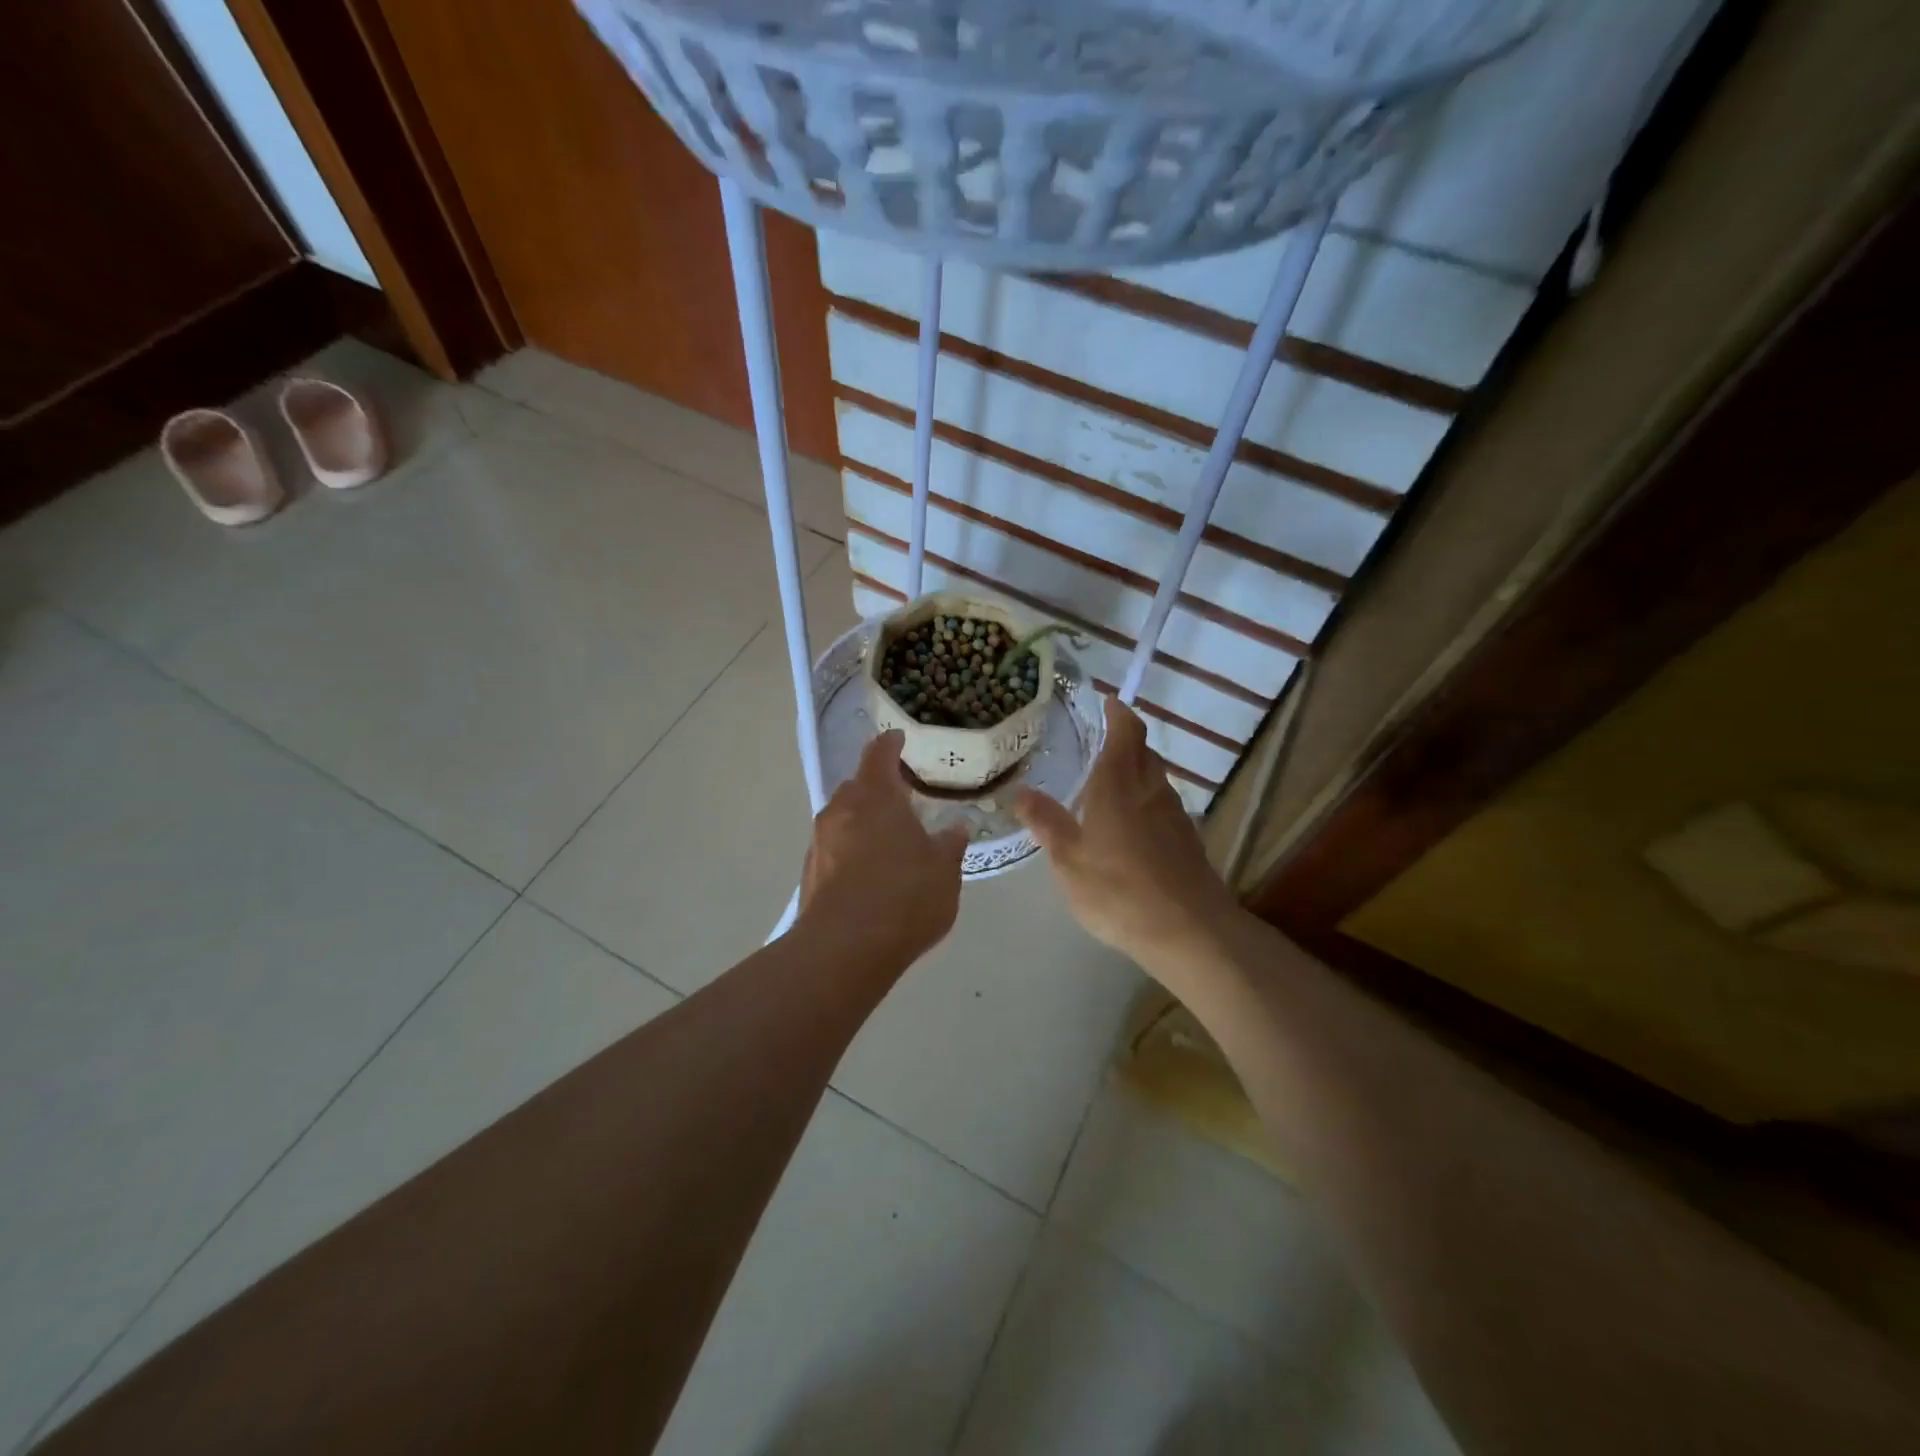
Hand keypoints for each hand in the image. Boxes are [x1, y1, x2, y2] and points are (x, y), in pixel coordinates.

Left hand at [799, 730, 968, 965]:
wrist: (844, 950)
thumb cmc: (904, 896)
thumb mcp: (944, 870)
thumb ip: (950, 844)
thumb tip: (956, 827)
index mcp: (875, 796)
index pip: (879, 754)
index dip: (890, 744)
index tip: (899, 739)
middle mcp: (841, 810)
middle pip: (857, 786)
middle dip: (877, 788)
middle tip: (903, 799)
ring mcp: (820, 842)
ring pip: (844, 819)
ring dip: (863, 822)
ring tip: (889, 841)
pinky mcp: (810, 874)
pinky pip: (835, 849)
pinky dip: (852, 851)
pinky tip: (871, 876)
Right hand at [1015, 697, 1240, 982]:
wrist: (1190, 932)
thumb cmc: (1119, 891)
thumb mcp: (1069, 861)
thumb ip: (1047, 824)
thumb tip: (1021, 792)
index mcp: (1120, 785)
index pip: (1126, 731)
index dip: (1117, 712)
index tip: (1104, 701)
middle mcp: (1151, 789)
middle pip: (1143, 751)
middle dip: (1123, 741)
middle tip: (1093, 743)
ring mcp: (1174, 814)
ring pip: (1154, 778)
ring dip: (1135, 771)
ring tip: (1105, 784)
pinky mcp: (1186, 839)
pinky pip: (1162, 805)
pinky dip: (1145, 800)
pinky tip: (1128, 825)